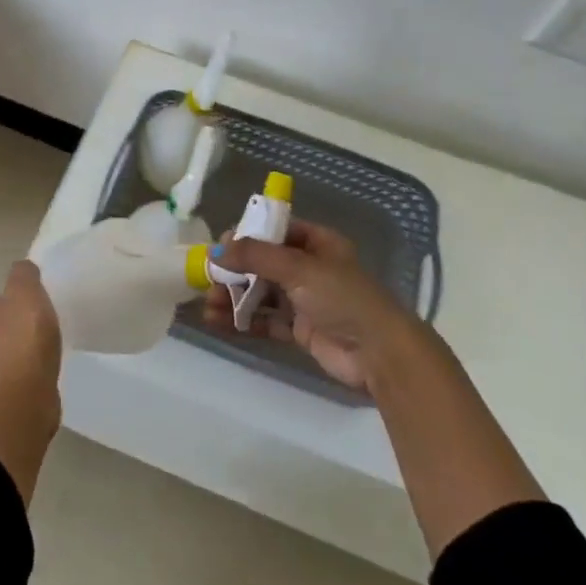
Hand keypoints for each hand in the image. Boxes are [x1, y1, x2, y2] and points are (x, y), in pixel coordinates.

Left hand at [0, 259, 62, 406]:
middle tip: (33, 328)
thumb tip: (21, 268)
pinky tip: (40, 374)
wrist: (22, 399)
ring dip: (13, 355)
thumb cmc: (22, 339)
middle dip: (5, 330)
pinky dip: (22, 377)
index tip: (23, 307)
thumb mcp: (27, 293)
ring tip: (40, 352)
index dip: (1, 304)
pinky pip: (10, 380)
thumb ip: (23, 276)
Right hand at [203, 219, 419, 391]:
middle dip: (235, 270)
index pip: (277, 231)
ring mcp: (305, 300)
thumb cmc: (342, 297)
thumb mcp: (298, 268)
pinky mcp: (300, 329)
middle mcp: (310, 268)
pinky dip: (242, 320)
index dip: (248, 236)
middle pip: (264, 264)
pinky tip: (218, 321)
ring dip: (234, 296)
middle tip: (207, 278)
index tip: (220, 246)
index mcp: (318, 244)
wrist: (378, 353)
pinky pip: (264, 319)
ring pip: (261, 292)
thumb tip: (216, 250)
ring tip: (208, 304)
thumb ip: (256, 256)